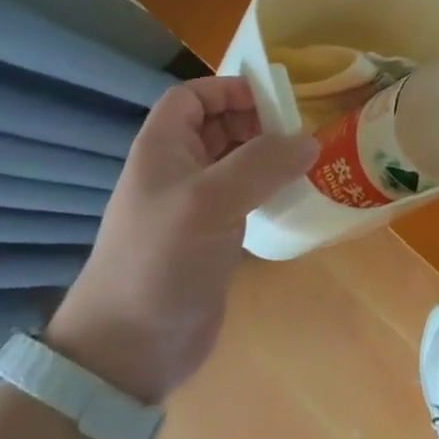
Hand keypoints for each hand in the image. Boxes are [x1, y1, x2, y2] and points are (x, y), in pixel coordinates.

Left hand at [45, 78, 316, 403]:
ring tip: (306, 160)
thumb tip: (309, 140)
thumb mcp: (211, 201)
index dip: (229, 89)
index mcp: (162, 149)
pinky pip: (244, 196)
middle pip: (218, 124)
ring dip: (268, 155)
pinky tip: (294, 196)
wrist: (129, 350)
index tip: (273, 100)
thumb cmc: (161, 260)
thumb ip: (262, 163)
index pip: (192, 96)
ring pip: (235, 161)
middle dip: (257, 121)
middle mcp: (176, 170)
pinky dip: (269, 188)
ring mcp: (193, 206)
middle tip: (298, 132)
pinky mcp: (211, 237)